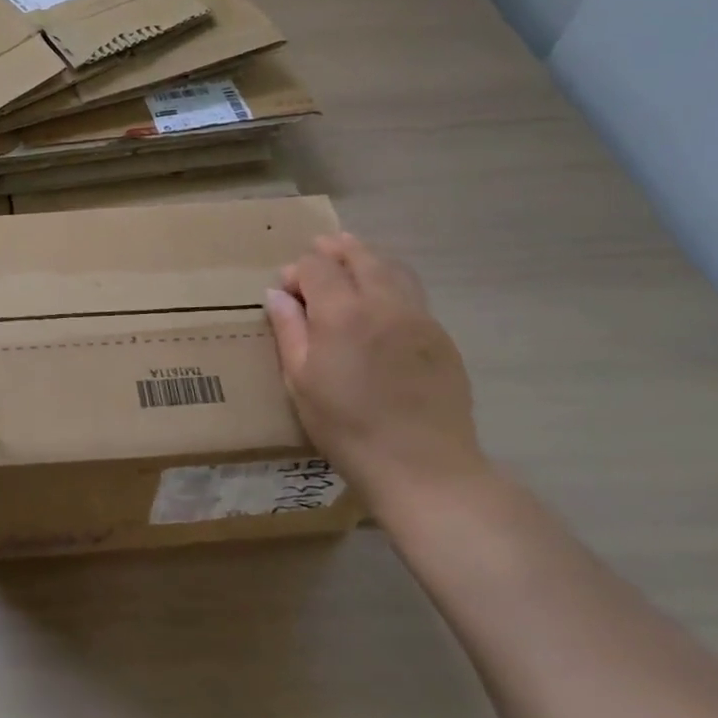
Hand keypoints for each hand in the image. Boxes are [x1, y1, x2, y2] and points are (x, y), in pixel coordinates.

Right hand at [264, 233, 486, 516]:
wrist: (423, 467)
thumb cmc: (347, 427)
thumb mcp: (300, 381)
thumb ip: (289, 330)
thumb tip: (277, 294)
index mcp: (342, 313)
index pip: (316, 265)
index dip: (297, 270)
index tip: (286, 290)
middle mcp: (383, 303)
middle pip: (359, 255)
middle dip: (335, 250)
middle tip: (318, 253)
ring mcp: (418, 317)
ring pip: (392, 268)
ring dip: (367, 260)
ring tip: (350, 267)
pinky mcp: (441, 336)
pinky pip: (412, 294)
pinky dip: (390, 284)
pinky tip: (379, 306)